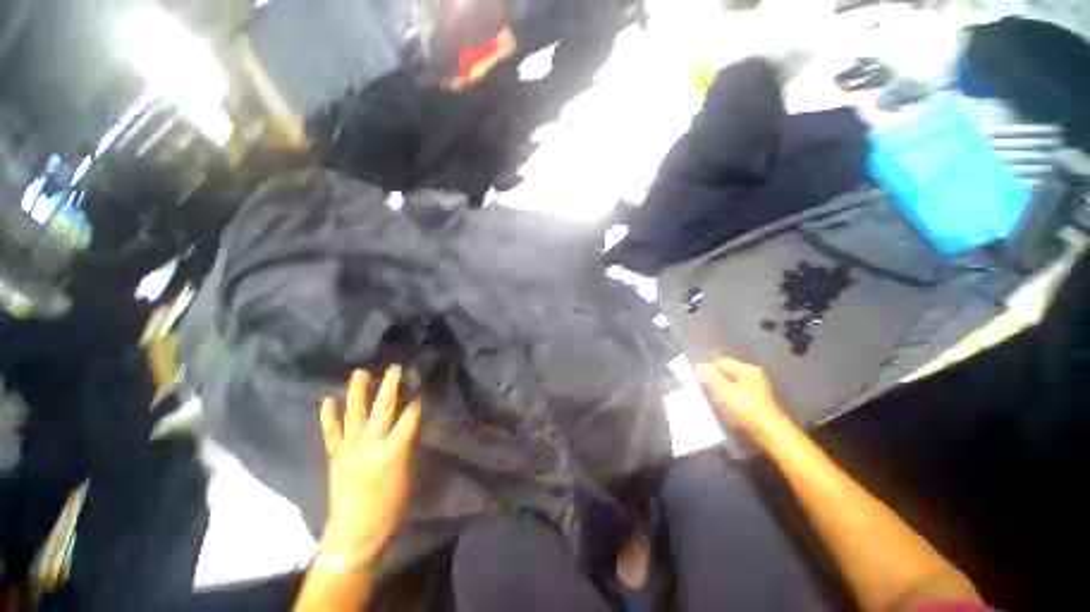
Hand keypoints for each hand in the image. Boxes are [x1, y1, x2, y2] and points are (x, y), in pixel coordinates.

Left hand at [318, 366, 420, 568]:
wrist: (356, 531)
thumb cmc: (391, 505)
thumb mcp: (408, 474)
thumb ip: (407, 446)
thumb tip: (409, 426)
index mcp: (395, 450)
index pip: (409, 417)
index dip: (415, 400)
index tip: (420, 383)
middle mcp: (372, 444)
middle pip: (383, 409)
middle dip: (391, 386)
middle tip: (394, 367)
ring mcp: (350, 448)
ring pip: (355, 414)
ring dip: (358, 392)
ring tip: (360, 372)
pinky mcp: (335, 455)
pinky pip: (331, 433)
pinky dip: (328, 416)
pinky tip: (327, 400)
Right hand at [696, 358, 788, 436]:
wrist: (769, 432)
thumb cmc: (746, 409)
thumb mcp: (725, 392)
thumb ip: (711, 377)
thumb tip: (699, 366)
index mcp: (747, 370)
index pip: (721, 362)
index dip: (707, 368)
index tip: (696, 379)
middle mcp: (753, 375)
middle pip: (726, 371)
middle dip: (713, 379)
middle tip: (703, 389)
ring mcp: (755, 386)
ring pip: (730, 382)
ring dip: (719, 388)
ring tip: (712, 398)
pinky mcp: (755, 398)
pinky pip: (736, 390)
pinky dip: (727, 395)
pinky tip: (723, 404)